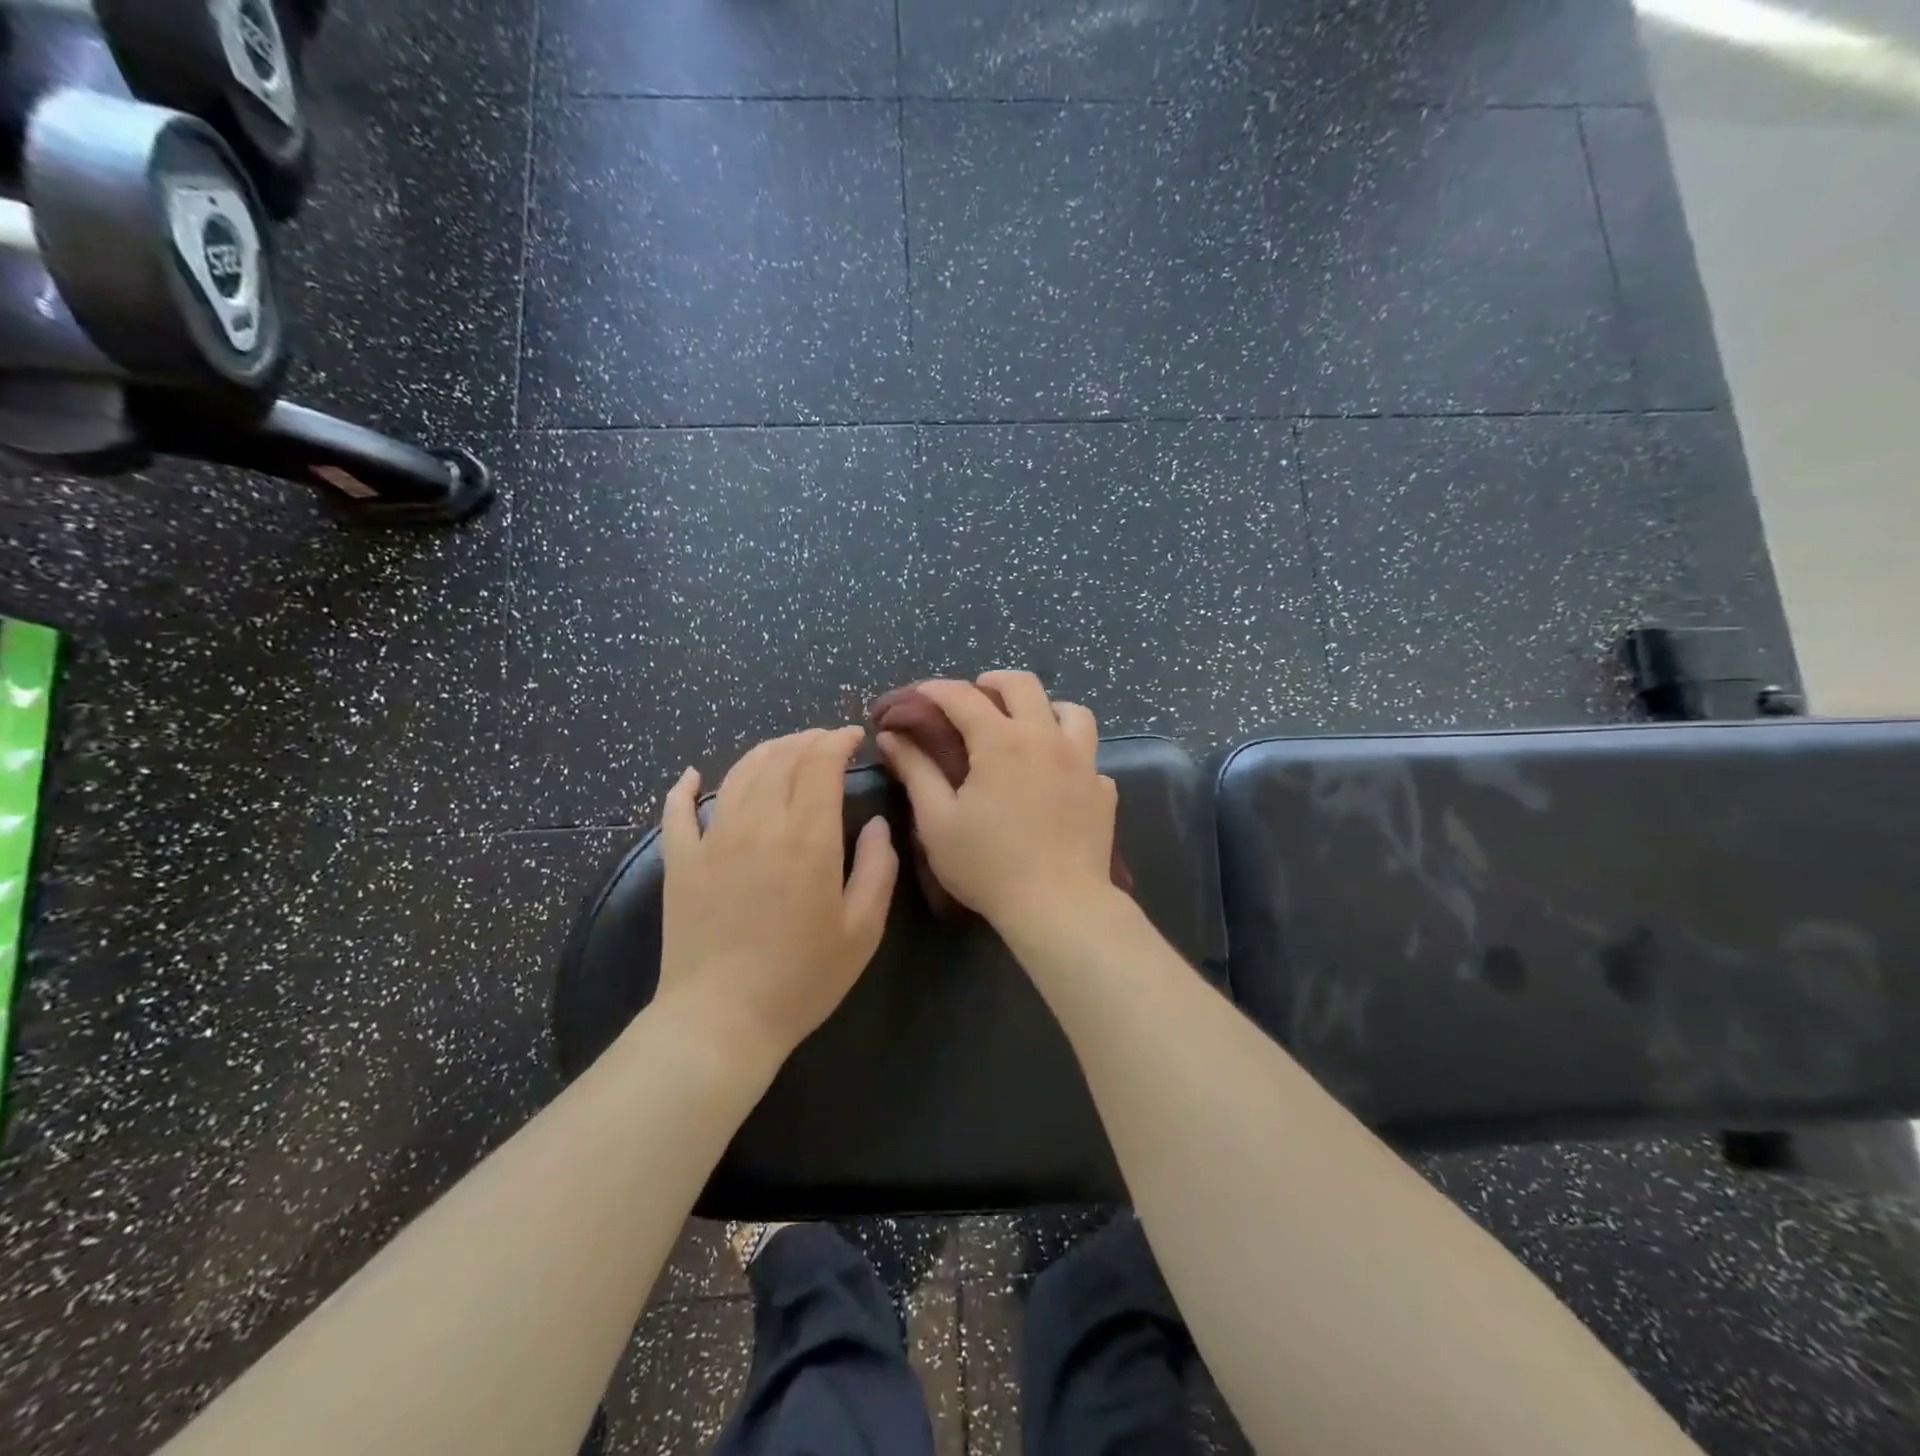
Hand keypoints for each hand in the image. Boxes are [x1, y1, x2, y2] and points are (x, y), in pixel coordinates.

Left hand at [657, 727, 897, 1068]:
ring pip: (738, 773)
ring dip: (765, 752)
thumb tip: (878, 824)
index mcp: (808, 837)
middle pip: (781, 758)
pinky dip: (684, 788)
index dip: (837, 740)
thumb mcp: (862, 930)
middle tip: (825, 741)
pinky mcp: (680, 861)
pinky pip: (677, 811)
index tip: (853, 736)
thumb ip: (878, 868)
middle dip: (807, 739)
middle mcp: (759, 824)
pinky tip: (692, 776)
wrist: (721, 1021)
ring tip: (783, 750)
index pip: (820, 763)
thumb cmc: (802, 979)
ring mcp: (713, 839)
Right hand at [876, 671, 1118, 935]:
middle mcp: (1046, 738)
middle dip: (994, 681)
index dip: (936, 689)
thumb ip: (916, 771)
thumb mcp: (938, 821)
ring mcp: (1083, 762)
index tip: (919, 694)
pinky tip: (1058, 776)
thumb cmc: (988, 866)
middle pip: (1024, 685)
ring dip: (1045, 708)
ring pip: (1072, 711)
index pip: (963, 697)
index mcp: (1001, 741)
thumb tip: (892, 737)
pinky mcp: (1103, 790)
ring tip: (1027, 725)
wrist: (1059, 905)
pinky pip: (1089, 756)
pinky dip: (1070, 754)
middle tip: (976, 695)